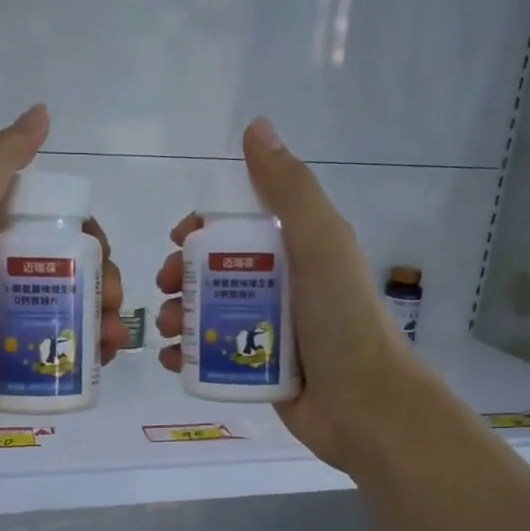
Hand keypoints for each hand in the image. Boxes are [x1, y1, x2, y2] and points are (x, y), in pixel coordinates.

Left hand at [0, 104, 127, 456]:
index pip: (47, 220)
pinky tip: (106, 356)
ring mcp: (2, 322)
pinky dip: (89, 349)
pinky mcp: (12, 363)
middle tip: (111, 297)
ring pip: (69, 309)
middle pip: (66, 266)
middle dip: (101, 277)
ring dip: (102, 315)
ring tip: (113, 335)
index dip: (82, 229)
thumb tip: (40, 113)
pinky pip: (61, 348)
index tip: (100, 246)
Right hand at [156, 117, 413, 471]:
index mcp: (297, 252)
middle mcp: (281, 288)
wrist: (365, 404)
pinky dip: (187, 357)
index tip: (179, 241)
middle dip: (180, 277)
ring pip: (208, 314)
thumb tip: (256, 126)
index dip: (202, 230)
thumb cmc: (341, 318)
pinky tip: (171, 362)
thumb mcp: (320, 243)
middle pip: (214, 272)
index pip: (238, 228)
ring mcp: (268, 332)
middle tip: (164, 290)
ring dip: (178, 317)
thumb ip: (289, 189)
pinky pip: (212, 357)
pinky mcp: (258, 372)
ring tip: (168, 331)